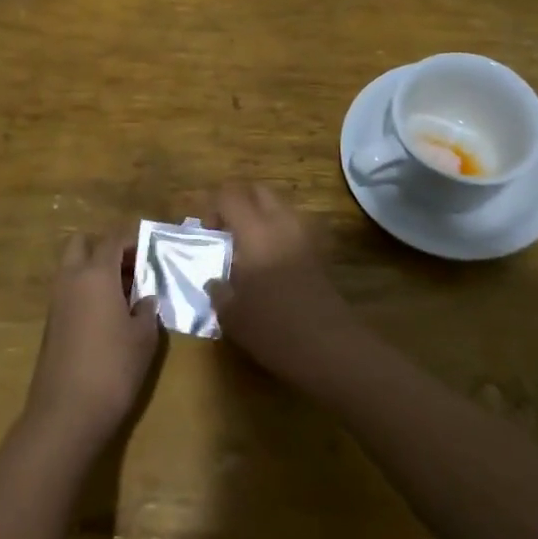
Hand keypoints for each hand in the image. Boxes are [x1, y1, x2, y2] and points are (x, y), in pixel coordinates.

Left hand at [24, 230, 160, 448]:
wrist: (67, 413)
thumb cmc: (113, 367)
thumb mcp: (144, 338)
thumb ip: (146, 310)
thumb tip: (145, 299)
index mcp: (96, 273)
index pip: (113, 240)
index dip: (133, 240)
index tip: (151, 249)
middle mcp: (71, 279)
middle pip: (82, 244)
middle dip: (105, 249)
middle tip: (131, 268)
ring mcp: (56, 301)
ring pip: (72, 268)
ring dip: (95, 271)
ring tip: (125, 294)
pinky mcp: (51, 323)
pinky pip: (69, 291)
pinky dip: (86, 292)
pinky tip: (108, 316)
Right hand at [206, 183, 361, 389]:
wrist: (329, 347)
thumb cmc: (273, 327)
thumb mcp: (232, 315)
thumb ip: (218, 291)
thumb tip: (215, 281)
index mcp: (255, 230)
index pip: (230, 195)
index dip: (213, 207)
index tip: (208, 234)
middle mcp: (282, 223)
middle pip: (258, 191)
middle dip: (239, 203)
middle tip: (227, 232)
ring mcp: (306, 236)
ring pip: (280, 207)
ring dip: (261, 217)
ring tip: (248, 249)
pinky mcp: (320, 253)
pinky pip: (294, 228)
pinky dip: (279, 234)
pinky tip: (271, 264)